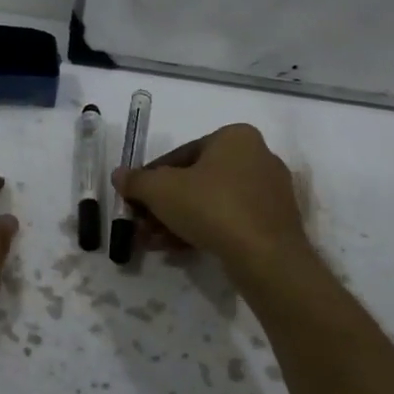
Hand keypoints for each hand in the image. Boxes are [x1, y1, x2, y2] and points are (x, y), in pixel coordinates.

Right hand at [113, 124, 311, 277]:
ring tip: (154, 243)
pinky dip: (203, 231)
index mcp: (235, 137)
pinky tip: (177, 251)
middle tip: (141, 226)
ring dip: (178, 221)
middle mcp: (257, 157)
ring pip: (211, 203)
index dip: (151, 179)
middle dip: (164, 206)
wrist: (266, 257)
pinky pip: (230, 221)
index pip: (181, 154)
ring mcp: (269, 192)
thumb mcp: (161, 190)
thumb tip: (119, 175)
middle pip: (196, 181)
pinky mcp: (274, 223)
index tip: (134, 200)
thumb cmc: (212, 207)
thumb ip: (137, 181)